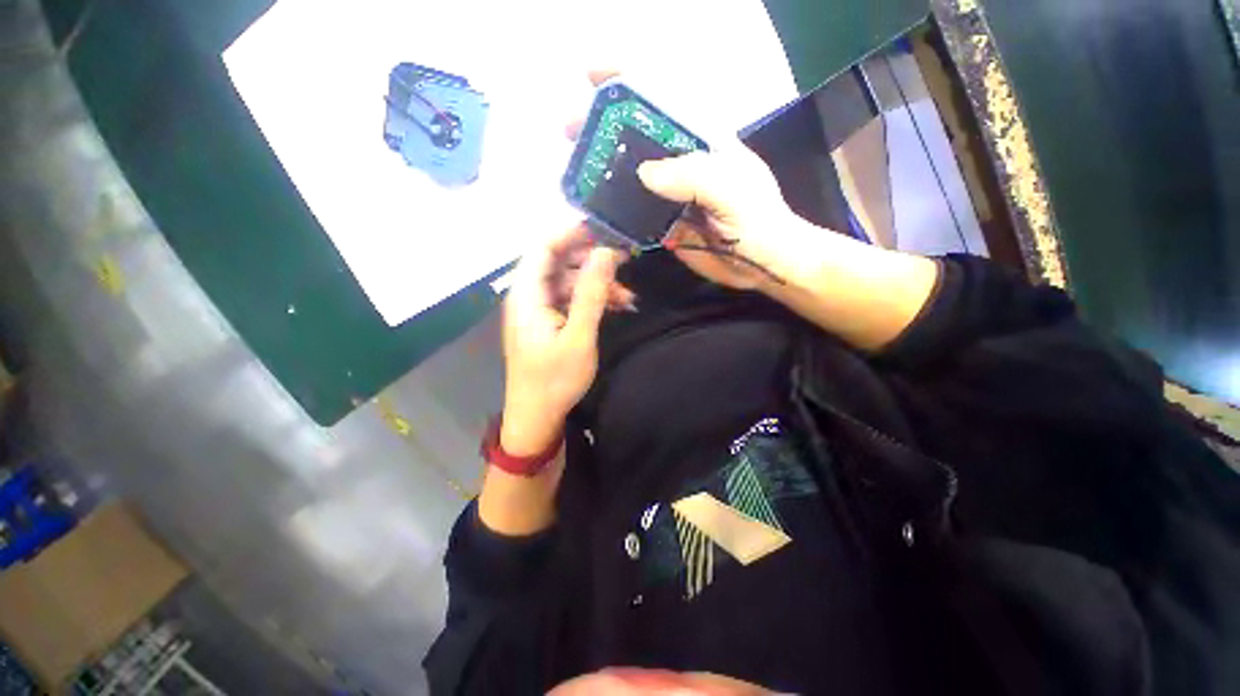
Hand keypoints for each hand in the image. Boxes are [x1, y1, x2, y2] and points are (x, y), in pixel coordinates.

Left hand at [501, 224, 623, 455]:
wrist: (536, 417)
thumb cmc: (554, 380)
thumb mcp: (578, 336)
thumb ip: (591, 293)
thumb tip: (605, 253)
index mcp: (527, 295)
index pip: (543, 247)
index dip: (571, 233)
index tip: (604, 229)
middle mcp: (528, 297)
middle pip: (558, 263)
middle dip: (591, 261)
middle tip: (624, 263)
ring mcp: (537, 311)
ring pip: (567, 283)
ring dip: (596, 285)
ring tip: (628, 297)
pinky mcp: (547, 323)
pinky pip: (568, 301)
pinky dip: (590, 301)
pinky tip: (615, 308)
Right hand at [568, 72, 807, 291]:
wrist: (761, 264)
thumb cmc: (758, 223)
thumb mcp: (733, 192)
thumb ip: (694, 177)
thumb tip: (644, 173)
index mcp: (701, 142)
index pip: (664, 99)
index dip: (628, 80)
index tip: (591, 74)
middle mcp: (681, 163)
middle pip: (637, 136)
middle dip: (603, 127)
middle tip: (571, 131)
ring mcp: (671, 195)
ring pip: (631, 176)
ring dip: (603, 172)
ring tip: (575, 173)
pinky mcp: (665, 224)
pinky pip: (635, 214)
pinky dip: (615, 212)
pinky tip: (596, 213)